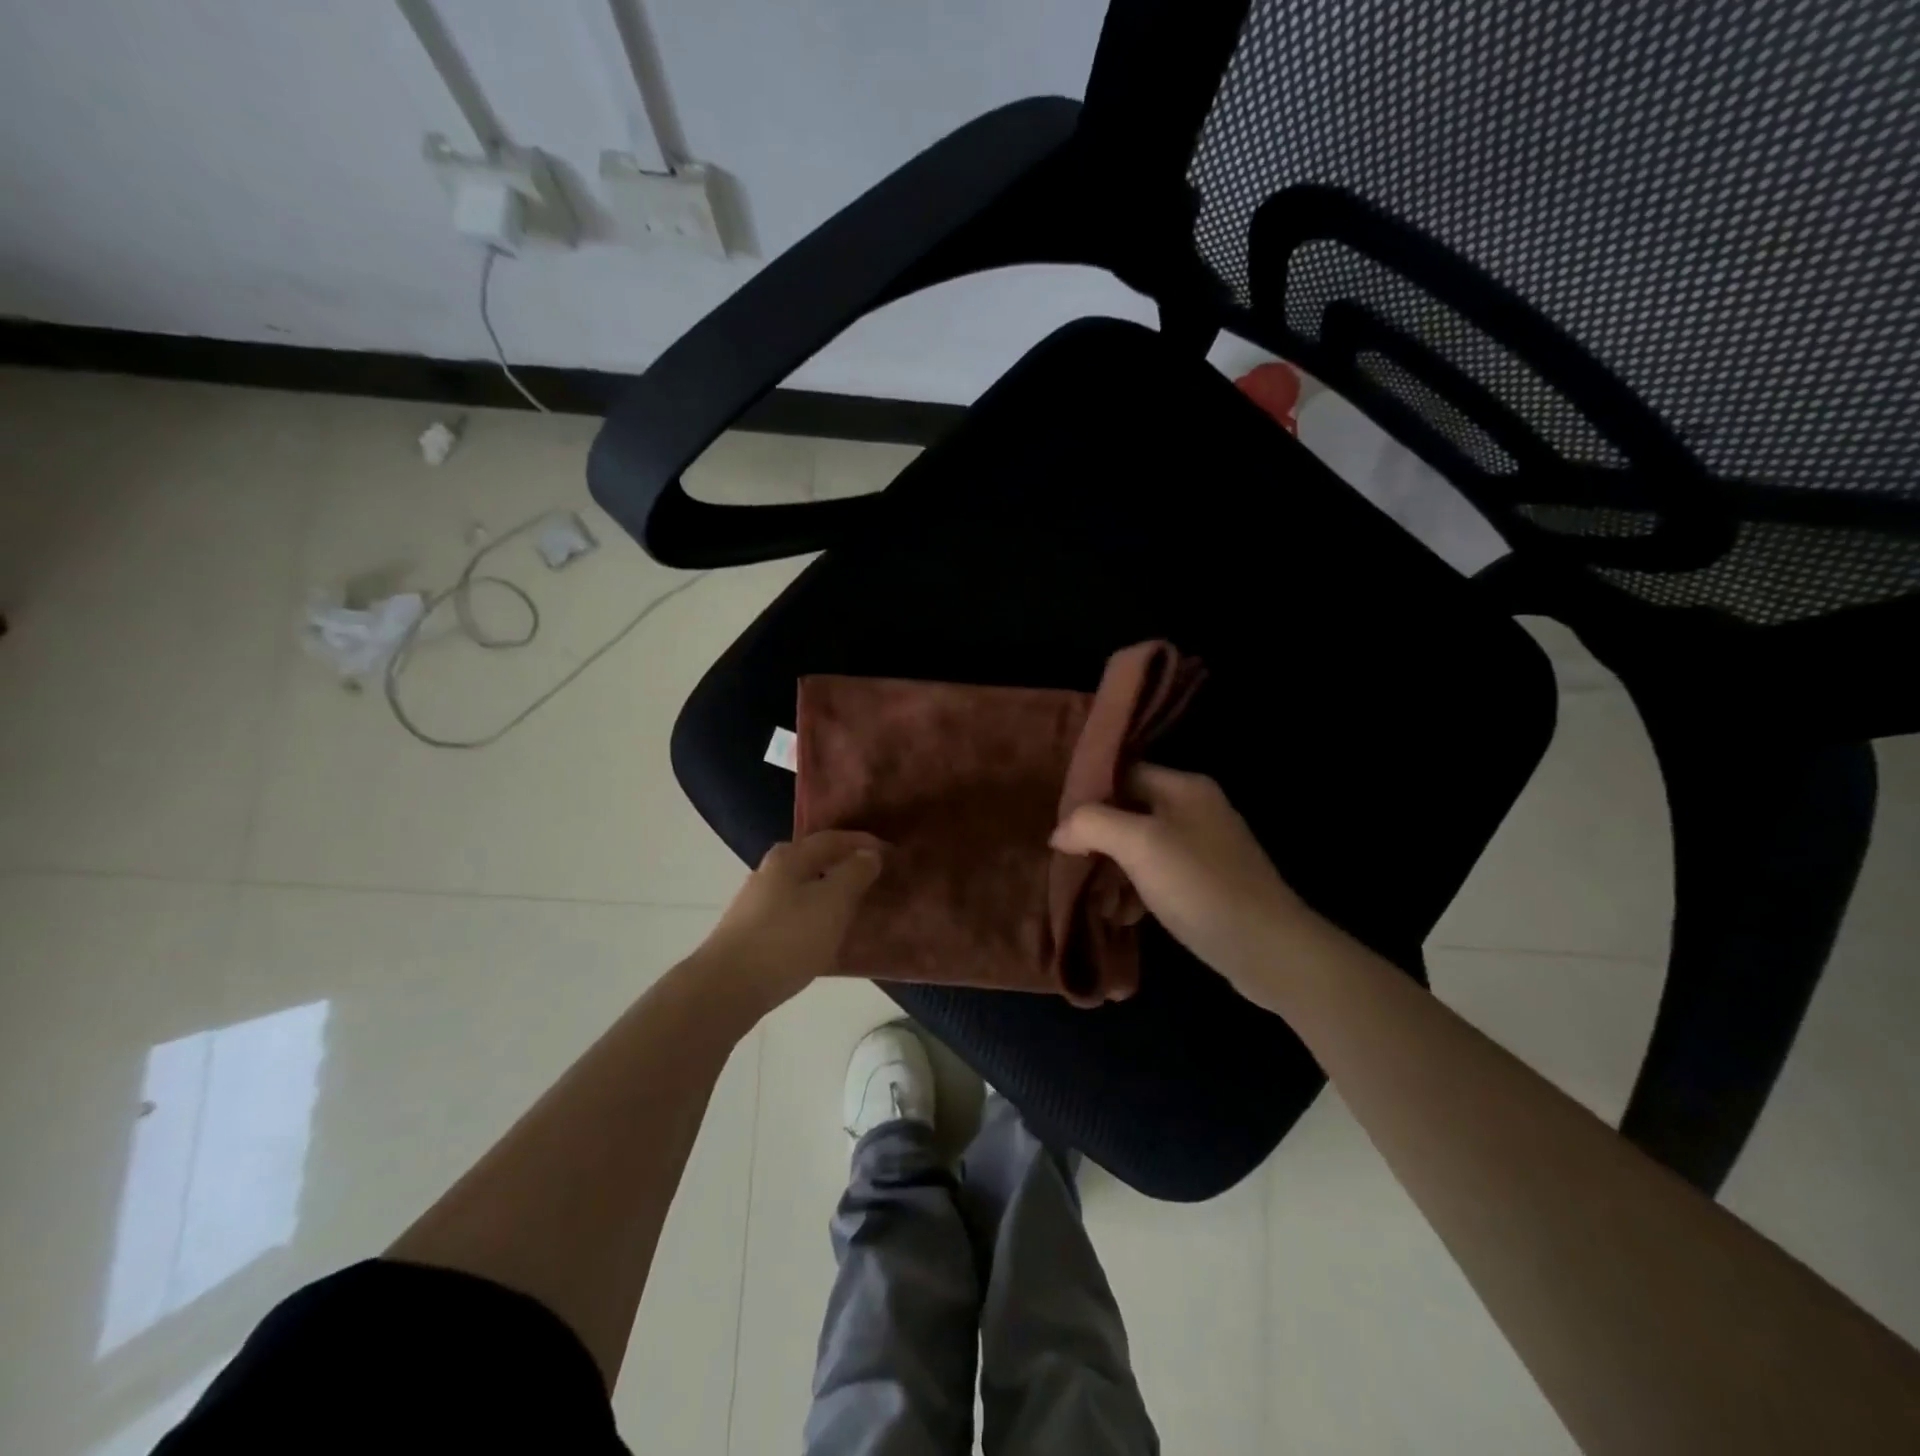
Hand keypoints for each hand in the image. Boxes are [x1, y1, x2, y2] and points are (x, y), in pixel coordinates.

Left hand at [698, 831, 886, 1009]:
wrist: (727, 987)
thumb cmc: (787, 938)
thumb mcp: (832, 902)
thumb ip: (854, 873)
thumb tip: (869, 853)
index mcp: (789, 857)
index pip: (832, 839)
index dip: (863, 843)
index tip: (890, 852)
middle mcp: (769, 872)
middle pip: (814, 860)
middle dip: (843, 865)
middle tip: (872, 877)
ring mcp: (756, 903)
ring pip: (802, 887)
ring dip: (829, 891)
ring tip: (854, 907)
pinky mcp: (751, 931)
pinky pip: (793, 912)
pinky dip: (815, 914)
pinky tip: (824, 933)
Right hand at [1051, 765, 1314, 1005]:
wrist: (1269, 950)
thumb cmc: (1200, 886)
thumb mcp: (1140, 845)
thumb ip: (1093, 824)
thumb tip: (1060, 831)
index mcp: (1184, 787)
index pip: (1123, 774)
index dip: (1089, 796)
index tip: (1060, 825)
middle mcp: (1196, 809)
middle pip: (1130, 813)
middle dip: (1098, 841)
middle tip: (1072, 868)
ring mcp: (1205, 848)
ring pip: (1141, 848)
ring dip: (1114, 873)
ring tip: (1097, 903)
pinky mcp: (1208, 883)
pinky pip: (1158, 876)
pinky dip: (1137, 892)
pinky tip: (1124, 917)